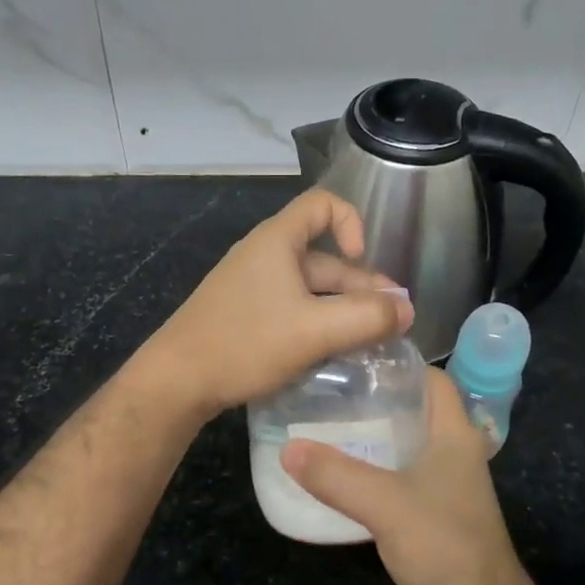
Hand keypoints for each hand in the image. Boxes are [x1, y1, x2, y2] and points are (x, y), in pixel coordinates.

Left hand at [144, 189, 412, 417]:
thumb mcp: (315, 331)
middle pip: (324, 257)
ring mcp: (252, 286)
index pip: (323, 204)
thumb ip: (367, 318)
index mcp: (278, 241)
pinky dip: (318, 324)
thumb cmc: (245, 343)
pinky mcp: (244, 314)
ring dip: (342, 310)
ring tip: (368, 343)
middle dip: (360, 287)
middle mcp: (265, 255)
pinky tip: (332, 353)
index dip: (352, 222)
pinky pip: (292, 308)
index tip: (362, 261)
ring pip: (310, 289)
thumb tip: (408, 310)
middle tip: (390, 325)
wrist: (176, 380)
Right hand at [282, 369, 539, 584]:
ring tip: (321, 427)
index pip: (432, 379)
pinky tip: (336, 477)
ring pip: (402, 446)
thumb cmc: (444, 545)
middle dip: (372, 399)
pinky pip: (397, 479)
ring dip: (369, 438)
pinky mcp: (431, 514)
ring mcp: (444, 485)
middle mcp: (452, 452)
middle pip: (412, 409)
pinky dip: (370, 473)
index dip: (398, 363)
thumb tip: (287, 447)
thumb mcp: (384, 504)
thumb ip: (335, 475)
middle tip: (325, 392)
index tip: (353, 358)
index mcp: (454, 434)